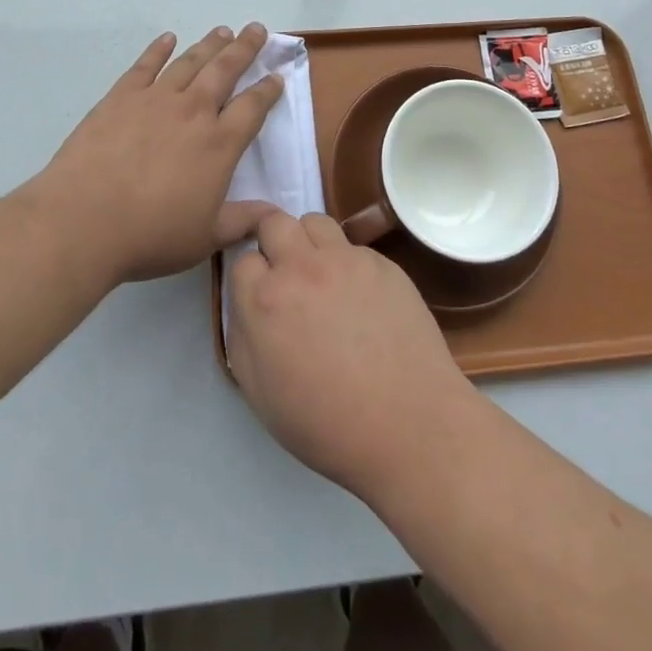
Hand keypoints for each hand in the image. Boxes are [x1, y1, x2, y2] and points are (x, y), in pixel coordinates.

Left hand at [40, 24, 284, 284]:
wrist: (84, 221)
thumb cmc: (150, 235)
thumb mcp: (205, 237)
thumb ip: (242, 221)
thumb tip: (275, 214)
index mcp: (219, 144)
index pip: (253, 107)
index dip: (268, 90)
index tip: (277, 76)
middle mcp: (193, 112)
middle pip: (225, 70)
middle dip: (244, 48)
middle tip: (257, 29)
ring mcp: (155, 99)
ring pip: (190, 62)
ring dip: (209, 44)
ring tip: (223, 31)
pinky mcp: (121, 97)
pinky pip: (145, 65)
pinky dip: (158, 49)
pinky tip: (167, 38)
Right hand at [226, 211, 476, 499]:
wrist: (409, 427)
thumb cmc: (327, 425)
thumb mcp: (259, 394)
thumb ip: (242, 337)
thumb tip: (248, 304)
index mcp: (265, 300)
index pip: (243, 260)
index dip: (253, 279)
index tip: (264, 300)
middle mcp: (301, 268)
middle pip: (275, 223)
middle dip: (274, 242)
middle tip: (287, 276)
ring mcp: (345, 260)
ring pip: (315, 223)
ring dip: (310, 243)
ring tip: (323, 278)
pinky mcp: (382, 263)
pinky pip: (354, 248)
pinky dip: (349, 264)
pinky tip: (363, 300)